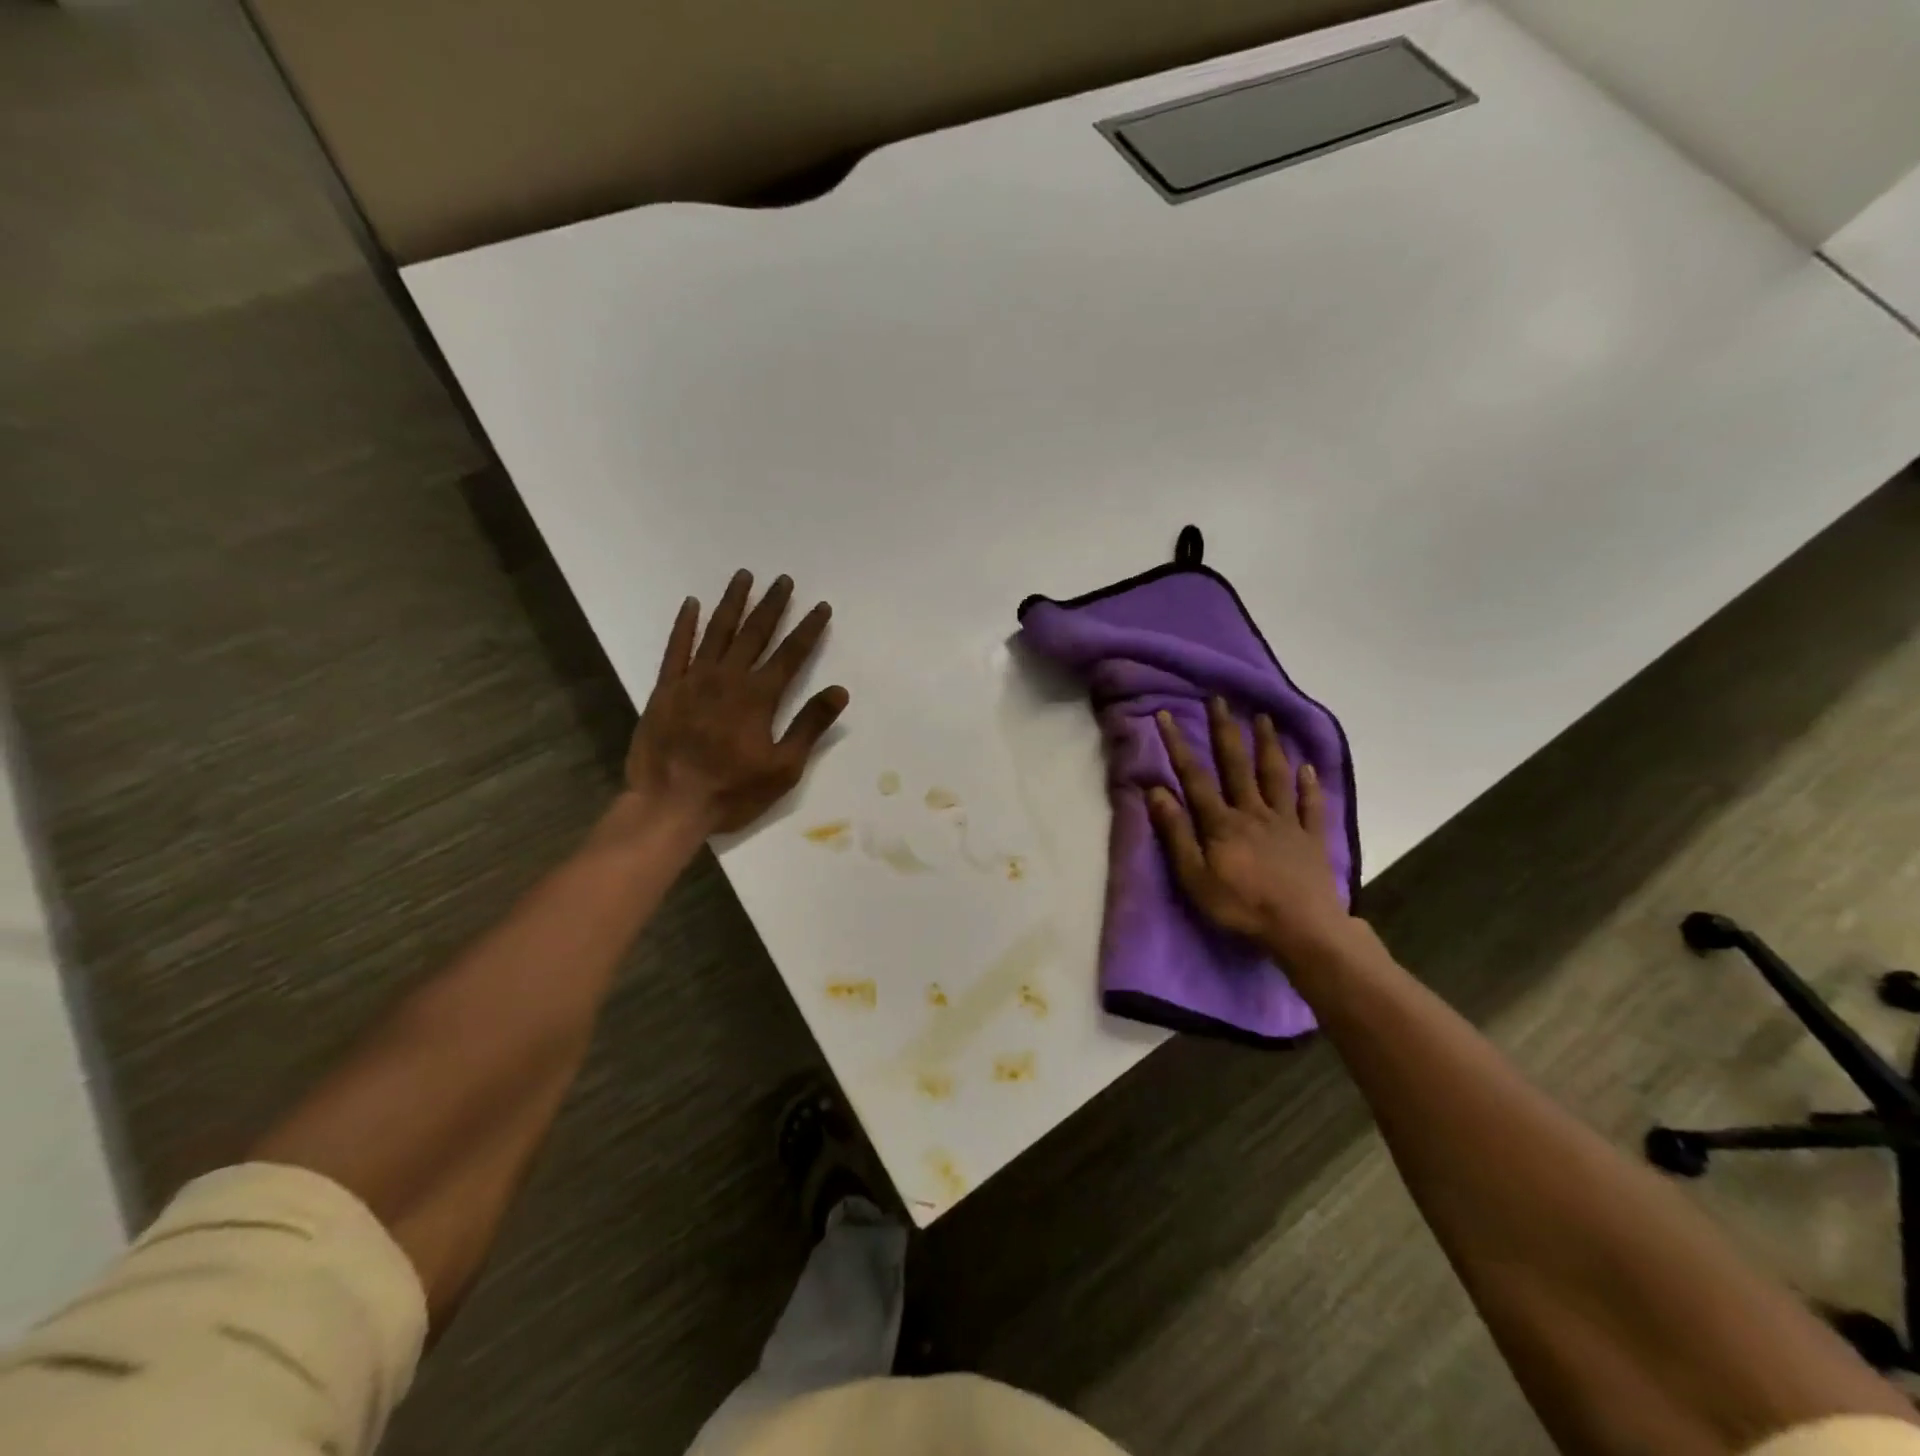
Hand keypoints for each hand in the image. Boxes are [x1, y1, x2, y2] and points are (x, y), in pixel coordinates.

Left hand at [625, 571, 848, 834]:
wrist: (668, 804)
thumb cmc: (732, 791)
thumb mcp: (784, 768)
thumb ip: (809, 726)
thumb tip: (839, 691)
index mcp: (759, 697)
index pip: (791, 654)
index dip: (808, 629)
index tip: (821, 606)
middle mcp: (727, 678)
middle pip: (754, 633)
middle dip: (772, 605)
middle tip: (783, 580)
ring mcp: (692, 680)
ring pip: (716, 632)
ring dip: (732, 603)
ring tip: (744, 577)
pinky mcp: (665, 689)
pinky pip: (676, 648)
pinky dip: (685, 625)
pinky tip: (692, 604)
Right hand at [1146, 698, 1357, 966]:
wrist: (1302, 929)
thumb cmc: (1242, 906)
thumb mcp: (1195, 877)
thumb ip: (1177, 833)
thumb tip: (1156, 792)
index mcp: (1222, 822)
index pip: (1195, 777)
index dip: (1178, 745)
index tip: (1166, 715)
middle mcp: (1253, 811)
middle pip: (1237, 764)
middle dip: (1225, 730)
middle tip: (1219, 699)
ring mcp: (1286, 822)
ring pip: (1275, 775)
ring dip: (1267, 745)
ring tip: (1263, 718)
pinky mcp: (1312, 837)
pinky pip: (1311, 805)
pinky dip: (1310, 785)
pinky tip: (1308, 768)